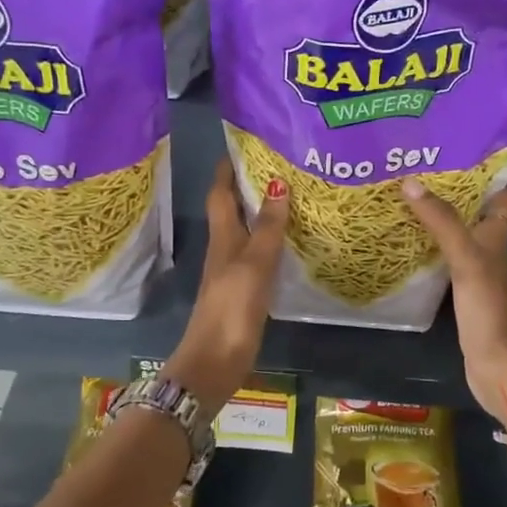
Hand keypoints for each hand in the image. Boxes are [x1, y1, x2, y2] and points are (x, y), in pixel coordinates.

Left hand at [161, 159, 288, 411]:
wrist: (215, 361)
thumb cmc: (232, 307)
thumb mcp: (253, 263)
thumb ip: (268, 227)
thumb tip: (278, 183)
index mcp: (223, 237)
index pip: (220, 193)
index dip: (227, 169)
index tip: (243, 145)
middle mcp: (225, 249)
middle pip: (233, 210)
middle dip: (249, 186)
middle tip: (279, 166)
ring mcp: (233, 272)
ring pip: (246, 232)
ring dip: (262, 213)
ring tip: (291, 197)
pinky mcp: (243, 292)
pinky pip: (257, 256)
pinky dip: (270, 242)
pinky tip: (289, 243)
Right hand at [401, 179, 506, 430]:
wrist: (498, 366)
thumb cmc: (489, 308)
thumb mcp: (466, 257)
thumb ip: (441, 221)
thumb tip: (410, 181)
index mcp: (498, 233)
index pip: (503, 193)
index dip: (485, 173)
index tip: (452, 153)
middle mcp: (489, 247)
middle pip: (473, 211)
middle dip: (447, 191)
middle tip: (411, 171)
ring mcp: (474, 271)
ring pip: (455, 234)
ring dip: (433, 218)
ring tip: (398, 198)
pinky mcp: (459, 291)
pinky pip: (441, 258)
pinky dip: (424, 248)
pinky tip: (400, 242)